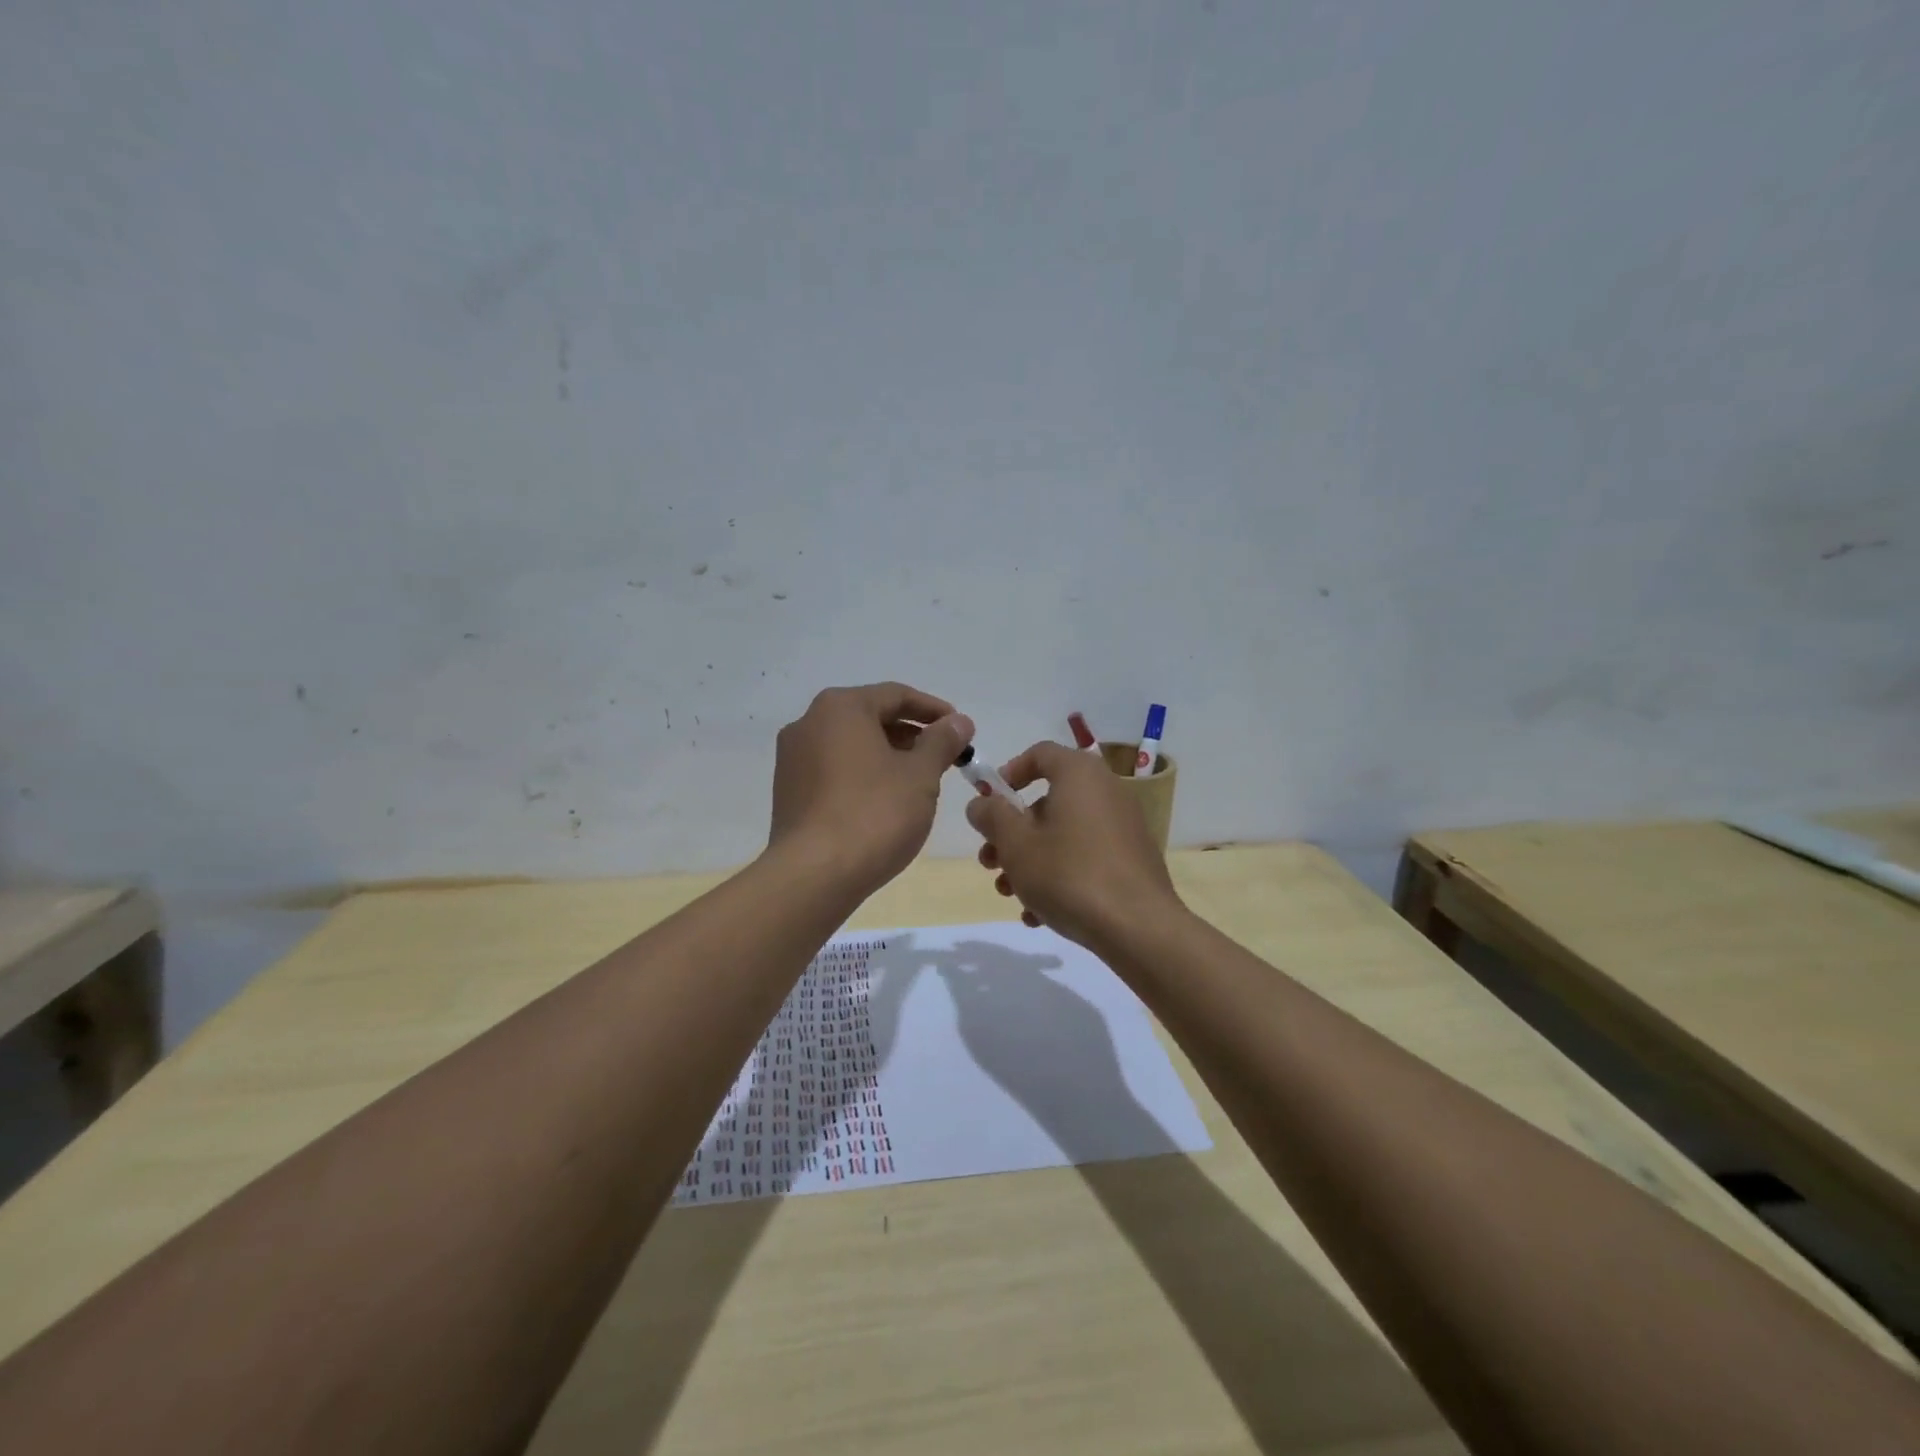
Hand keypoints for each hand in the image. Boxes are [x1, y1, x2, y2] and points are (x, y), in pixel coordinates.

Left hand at [769, 683, 972, 893]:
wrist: (814, 875)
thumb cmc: (874, 814)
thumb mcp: (920, 775)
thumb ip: (942, 742)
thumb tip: (959, 722)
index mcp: (840, 708)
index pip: (896, 695)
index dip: (934, 710)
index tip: (962, 730)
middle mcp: (809, 723)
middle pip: (870, 717)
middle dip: (911, 734)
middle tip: (944, 757)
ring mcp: (793, 759)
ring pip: (851, 745)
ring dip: (888, 756)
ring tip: (919, 781)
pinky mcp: (788, 792)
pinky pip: (834, 770)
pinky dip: (863, 775)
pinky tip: (885, 800)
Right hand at [965, 741, 1181, 949]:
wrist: (1138, 928)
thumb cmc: (1068, 874)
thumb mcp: (1016, 844)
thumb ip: (992, 816)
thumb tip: (981, 803)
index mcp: (1079, 774)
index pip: (1039, 753)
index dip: (1008, 774)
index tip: (988, 803)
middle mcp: (1105, 791)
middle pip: (1047, 801)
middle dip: (1011, 832)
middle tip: (989, 861)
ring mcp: (1122, 827)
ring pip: (1063, 834)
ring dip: (1029, 860)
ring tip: (1008, 893)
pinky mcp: (1131, 860)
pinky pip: (1085, 857)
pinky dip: (1059, 876)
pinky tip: (1038, 914)